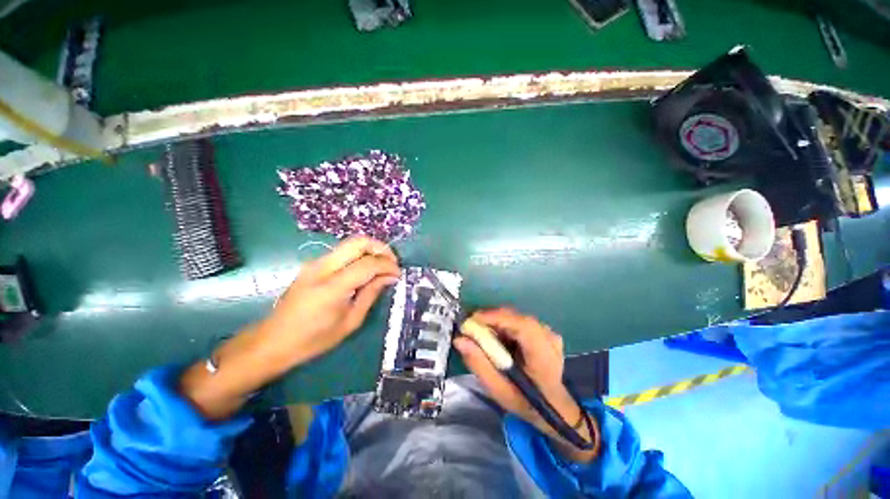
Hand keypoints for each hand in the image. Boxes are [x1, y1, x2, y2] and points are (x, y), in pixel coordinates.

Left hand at [258, 236, 400, 369]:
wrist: (274, 340)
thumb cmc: (314, 339)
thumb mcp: (350, 321)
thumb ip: (371, 294)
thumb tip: (390, 277)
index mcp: (332, 287)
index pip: (368, 264)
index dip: (388, 266)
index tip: (398, 274)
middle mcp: (322, 267)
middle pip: (358, 242)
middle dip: (381, 248)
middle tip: (392, 263)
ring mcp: (315, 263)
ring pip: (351, 243)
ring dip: (371, 250)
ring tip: (382, 267)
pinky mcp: (313, 264)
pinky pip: (343, 252)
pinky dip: (360, 255)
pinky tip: (366, 270)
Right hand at [453, 308, 598, 461]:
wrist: (554, 406)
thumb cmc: (526, 402)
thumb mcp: (498, 390)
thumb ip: (478, 364)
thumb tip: (460, 339)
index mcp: (543, 355)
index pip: (521, 326)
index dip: (495, 318)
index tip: (472, 320)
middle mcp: (549, 337)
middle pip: (516, 317)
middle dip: (490, 319)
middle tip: (471, 327)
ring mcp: (548, 332)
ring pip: (516, 317)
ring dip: (496, 321)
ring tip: (482, 334)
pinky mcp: (544, 330)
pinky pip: (519, 320)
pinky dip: (504, 324)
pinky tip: (498, 337)